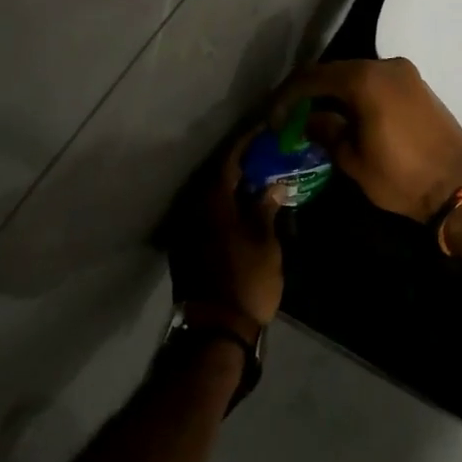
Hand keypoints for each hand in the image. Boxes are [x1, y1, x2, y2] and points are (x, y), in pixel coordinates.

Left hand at [167, 135, 283, 327]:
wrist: (215, 331)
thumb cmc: (246, 281)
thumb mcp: (265, 242)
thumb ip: (266, 208)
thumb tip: (274, 185)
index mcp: (213, 201)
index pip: (229, 159)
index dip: (248, 142)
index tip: (266, 129)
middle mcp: (194, 209)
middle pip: (217, 175)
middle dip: (242, 162)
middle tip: (267, 153)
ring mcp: (188, 229)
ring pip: (211, 195)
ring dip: (233, 184)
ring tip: (259, 177)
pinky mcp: (188, 247)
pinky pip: (208, 212)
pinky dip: (226, 203)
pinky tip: (244, 207)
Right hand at [271, 58, 461, 221]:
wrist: (460, 187)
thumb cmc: (401, 177)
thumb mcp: (354, 159)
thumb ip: (327, 131)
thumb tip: (309, 119)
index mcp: (366, 80)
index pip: (314, 78)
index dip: (288, 97)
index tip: (274, 119)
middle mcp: (386, 66)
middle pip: (336, 72)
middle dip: (310, 93)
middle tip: (291, 117)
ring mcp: (406, 74)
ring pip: (357, 75)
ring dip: (334, 93)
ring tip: (315, 118)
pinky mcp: (418, 86)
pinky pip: (377, 82)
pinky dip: (357, 95)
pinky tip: (346, 116)